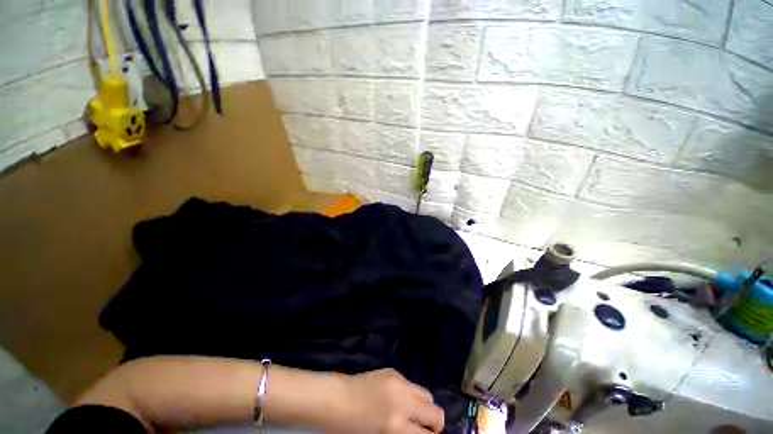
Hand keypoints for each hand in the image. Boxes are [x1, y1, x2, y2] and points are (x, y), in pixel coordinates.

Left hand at [327, 369, 444, 433]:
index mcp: (395, 426)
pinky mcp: (393, 371)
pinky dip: (411, 395)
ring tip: (415, 414)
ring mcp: (398, 382)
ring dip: (425, 407)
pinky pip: (411, 384)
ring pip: (426, 394)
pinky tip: (399, 400)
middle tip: (427, 430)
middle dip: (436, 423)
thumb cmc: (350, 428)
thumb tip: (420, 432)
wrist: (335, 399)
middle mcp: (401, 401)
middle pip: (435, 411)